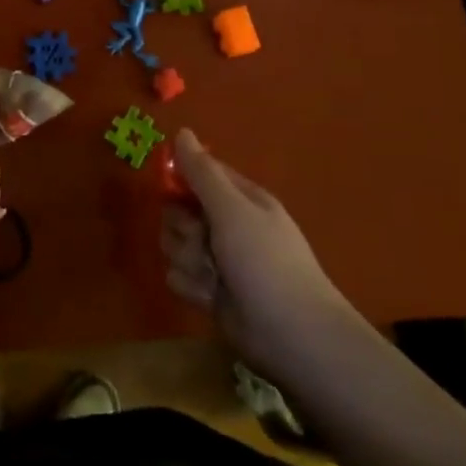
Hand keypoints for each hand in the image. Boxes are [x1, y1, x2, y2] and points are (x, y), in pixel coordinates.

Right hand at [160, 129, 351, 375]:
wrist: (291, 333)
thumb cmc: (265, 262)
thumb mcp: (232, 209)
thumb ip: (202, 173)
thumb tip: (182, 132)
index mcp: (239, 200)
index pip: (198, 176)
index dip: (182, 184)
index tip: (174, 194)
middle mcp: (227, 226)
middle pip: (178, 213)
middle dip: (183, 229)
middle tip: (203, 241)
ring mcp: (217, 260)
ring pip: (174, 246)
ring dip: (188, 261)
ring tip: (212, 276)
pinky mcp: (208, 291)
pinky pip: (178, 276)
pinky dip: (192, 287)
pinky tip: (210, 297)